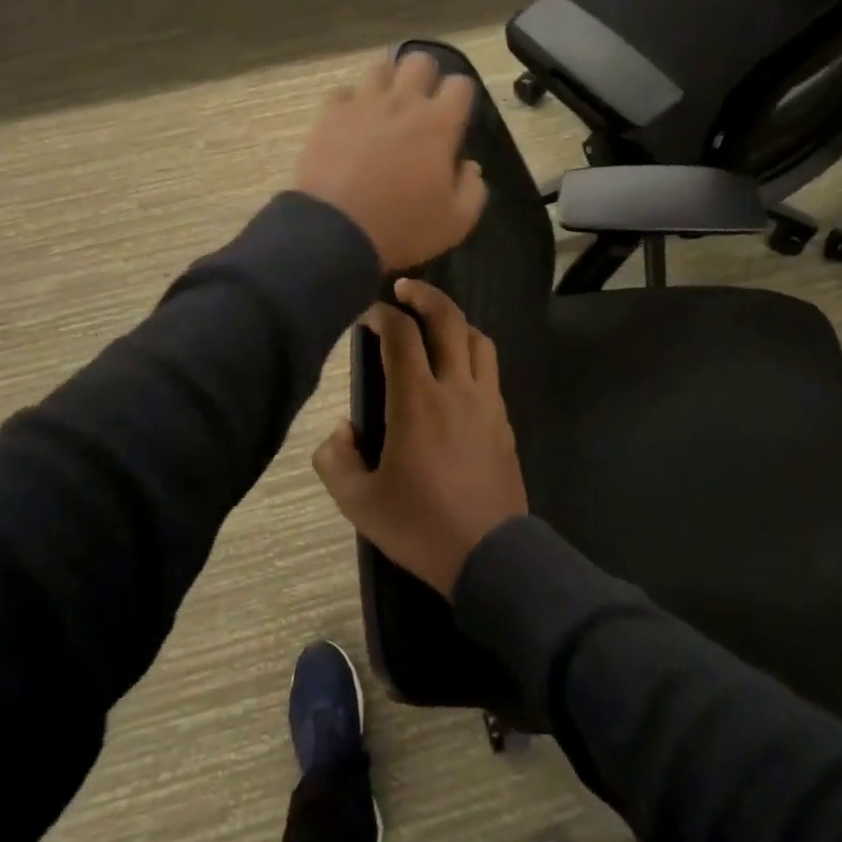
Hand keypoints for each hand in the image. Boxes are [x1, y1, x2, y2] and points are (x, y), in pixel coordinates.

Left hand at [293, 50, 486, 271]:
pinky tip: (353, 124)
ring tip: (386, 109)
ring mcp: (362, 104)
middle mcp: (402, 102)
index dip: (462, 99)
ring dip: (389, 83)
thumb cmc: (402, 227)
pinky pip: (344, 92)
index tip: (456, 121)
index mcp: (438, 124)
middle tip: (421, 108)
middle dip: (426, 78)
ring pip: (380, 67)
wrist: (335, 232)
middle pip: (419, 60)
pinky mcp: (329, 114)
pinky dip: (352, 103)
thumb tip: (469, 166)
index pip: (461, 84)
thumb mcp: (456, 223)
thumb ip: (473, 190)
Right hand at [313, 279, 526, 598]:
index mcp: (417, 402)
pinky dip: (472, 353)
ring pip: (478, 340)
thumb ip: (336, 460)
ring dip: (455, 321)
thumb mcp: (359, 503)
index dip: (382, 314)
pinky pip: (490, 370)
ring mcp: (487, 403)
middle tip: (404, 288)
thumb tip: (341, 430)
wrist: (490, 554)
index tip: (367, 312)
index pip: (401, 335)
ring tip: (434, 324)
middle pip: (449, 320)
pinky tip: (457, 370)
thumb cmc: (420, 527)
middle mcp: (457, 389)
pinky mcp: (504, 420)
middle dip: (425, 295)